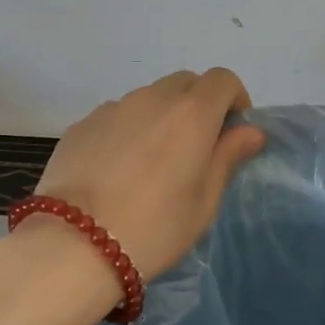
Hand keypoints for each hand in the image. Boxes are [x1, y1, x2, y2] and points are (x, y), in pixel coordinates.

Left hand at [33, 69, 264, 280]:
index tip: (231, 132)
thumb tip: (250, 131)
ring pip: (148, 99)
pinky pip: (116, 117)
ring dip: (161, 118)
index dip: (234, 99)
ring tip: (151, 164)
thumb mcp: (204, 202)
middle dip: (198, 105)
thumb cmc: (155, 228)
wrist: (74, 245)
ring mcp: (112, 109)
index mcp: (191, 113)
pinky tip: (116, 172)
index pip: (222, 80)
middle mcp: (152, 98)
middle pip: (185, 83)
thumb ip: (227, 158)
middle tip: (195, 149)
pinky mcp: (81, 125)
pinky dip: (127, 131)